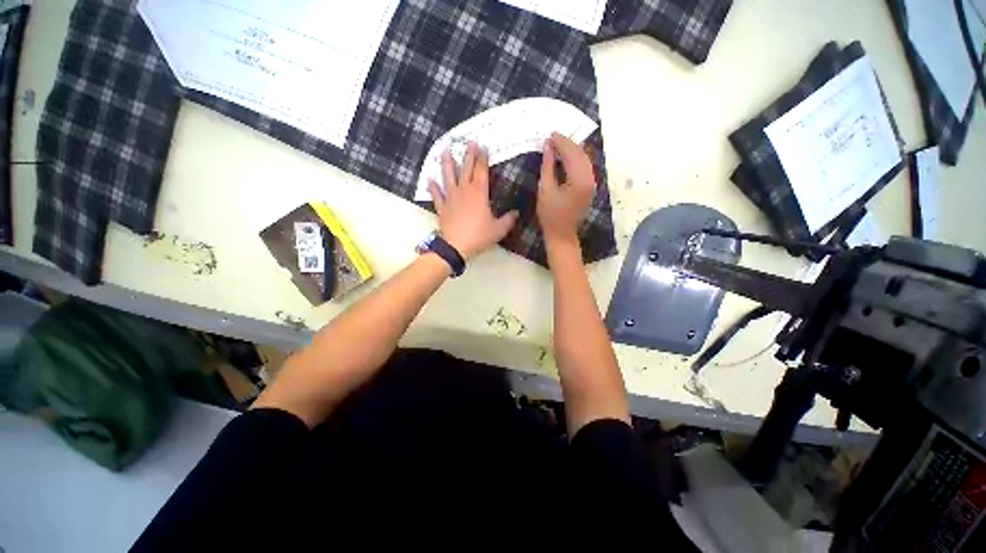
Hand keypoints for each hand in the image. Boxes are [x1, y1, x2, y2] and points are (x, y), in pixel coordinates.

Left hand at [428, 142, 518, 259]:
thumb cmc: (479, 236)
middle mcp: (463, 190)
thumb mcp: (498, 229)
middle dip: (468, 154)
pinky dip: (433, 187)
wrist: (456, 246)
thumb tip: (516, 213)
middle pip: (466, 168)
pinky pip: (436, 194)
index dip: (483, 158)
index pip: (481, 170)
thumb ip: (508, 220)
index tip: (483, 147)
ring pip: (448, 176)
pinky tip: (430, 179)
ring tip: (445, 151)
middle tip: (469, 142)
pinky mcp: (441, 207)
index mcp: (479, 192)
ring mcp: (450, 197)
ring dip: (447, 163)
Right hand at [537, 133, 596, 244]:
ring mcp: (591, 183)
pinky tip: (566, 156)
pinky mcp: (590, 187)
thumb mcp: (545, 189)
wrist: (561, 234)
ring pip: (585, 159)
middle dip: (568, 143)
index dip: (561, 142)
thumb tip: (547, 147)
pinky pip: (585, 167)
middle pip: (581, 154)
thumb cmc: (550, 215)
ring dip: (573, 150)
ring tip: (558, 144)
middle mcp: (589, 179)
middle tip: (553, 137)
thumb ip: (547, 166)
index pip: (572, 153)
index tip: (550, 134)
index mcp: (579, 180)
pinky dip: (576, 159)